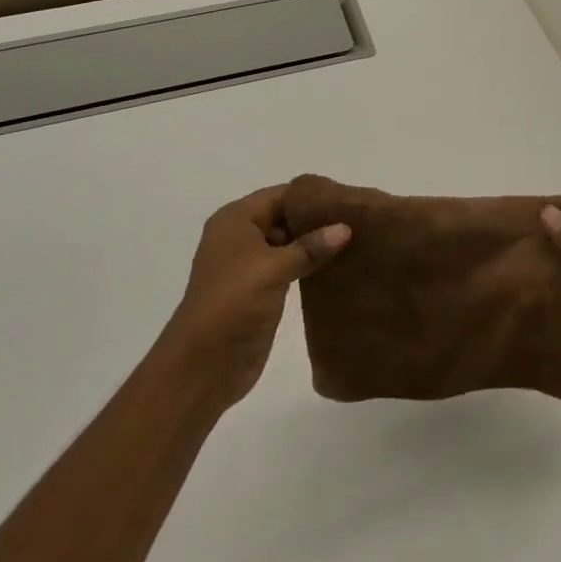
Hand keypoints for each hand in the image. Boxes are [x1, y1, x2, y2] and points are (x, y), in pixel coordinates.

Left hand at [170, 185, 350, 410]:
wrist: (202, 366)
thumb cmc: (232, 304)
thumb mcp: (273, 269)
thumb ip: (310, 247)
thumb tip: (346, 227)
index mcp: (235, 221)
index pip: (280, 195)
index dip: (312, 197)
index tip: (348, 201)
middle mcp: (240, 237)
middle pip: (285, 216)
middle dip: (317, 219)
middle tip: (358, 221)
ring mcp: (250, 265)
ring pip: (289, 243)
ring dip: (316, 243)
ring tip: (356, 240)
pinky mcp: (260, 290)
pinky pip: (290, 267)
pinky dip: (310, 264)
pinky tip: (339, 265)